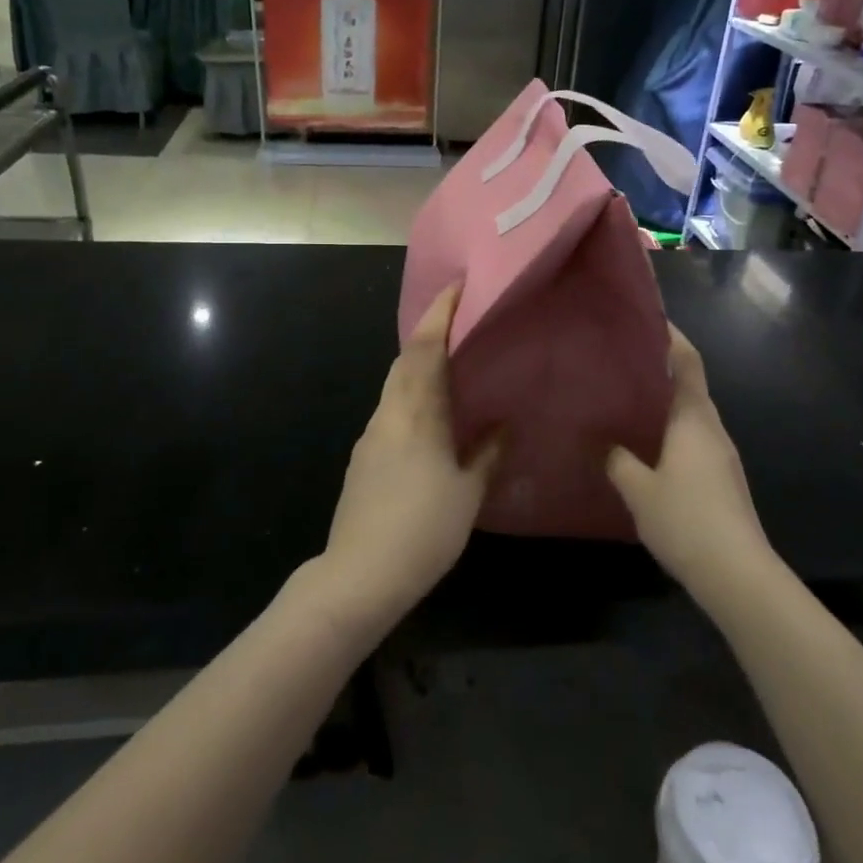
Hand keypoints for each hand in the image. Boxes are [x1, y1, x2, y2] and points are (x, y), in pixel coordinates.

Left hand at [320, 285, 498, 623]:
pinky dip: (411, 392)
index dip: (439, 314)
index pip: (424, 349)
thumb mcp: (468, 493)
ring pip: (396, 383)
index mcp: (415, 414)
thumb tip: (502, 422)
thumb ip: (486, 452)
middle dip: (429, 331)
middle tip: (460, 319)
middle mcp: (388, 414)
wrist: (359, 575)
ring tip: (451, 360)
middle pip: (405, 360)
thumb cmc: (423, 530)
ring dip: (419, 362)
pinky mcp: (363, 457)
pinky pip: (391, 408)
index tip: (457, 287)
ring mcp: (371, 435)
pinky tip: (431, 411)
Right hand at [605, 324, 773, 597]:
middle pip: (690, 386)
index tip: (650, 319)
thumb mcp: (639, 490)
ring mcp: (721, 455)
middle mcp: (712, 429)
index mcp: (694, 419)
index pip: (687, 363)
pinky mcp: (722, 479)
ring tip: (628, 399)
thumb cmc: (687, 520)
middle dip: (662, 369)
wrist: (737, 574)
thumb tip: (604, 443)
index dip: (672, 338)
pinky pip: (693, 439)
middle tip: (623, 360)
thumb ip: (618, 461)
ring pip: (691, 415)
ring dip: (665, 402)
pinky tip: (646, 446)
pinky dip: (671, 430)